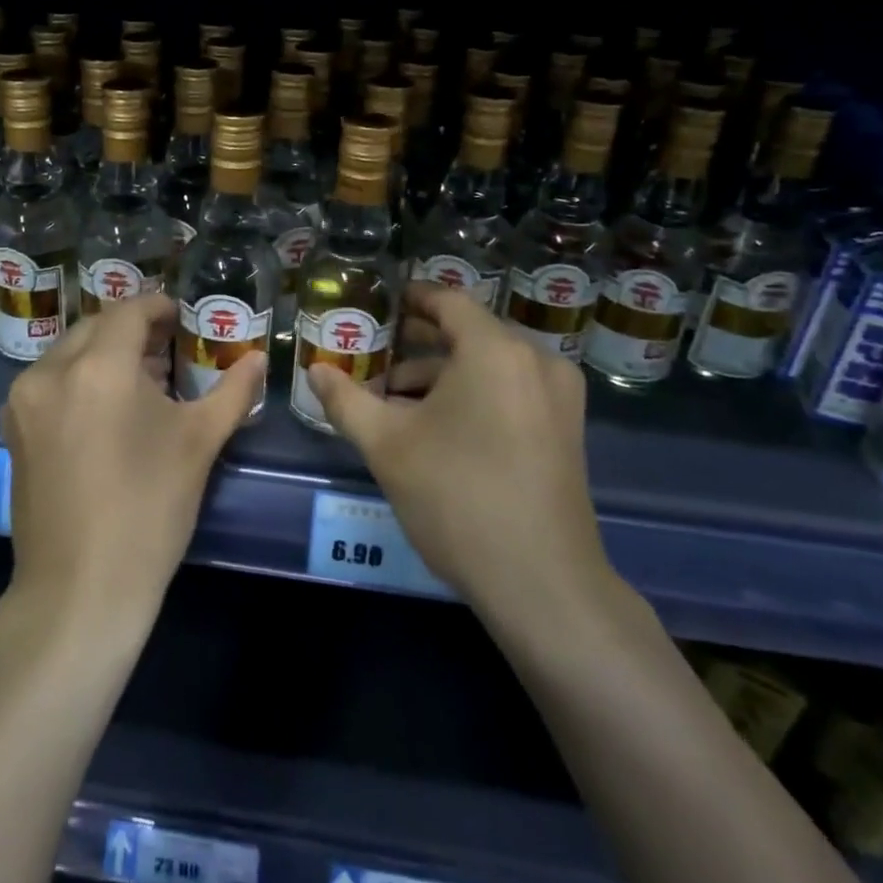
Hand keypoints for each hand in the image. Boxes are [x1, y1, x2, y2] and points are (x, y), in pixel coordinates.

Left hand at [1, 293, 264, 627]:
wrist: (81, 589)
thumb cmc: (149, 510)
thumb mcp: (199, 444)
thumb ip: (232, 391)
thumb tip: (258, 360)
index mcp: (97, 368)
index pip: (129, 311)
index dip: (160, 307)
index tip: (185, 318)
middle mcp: (51, 371)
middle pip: (96, 326)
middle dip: (134, 329)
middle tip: (170, 347)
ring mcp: (24, 400)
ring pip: (70, 352)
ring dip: (105, 352)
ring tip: (143, 379)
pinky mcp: (13, 428)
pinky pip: (50, 380)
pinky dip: (79, 377)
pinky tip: (107, 407)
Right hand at [304, 284, 612, 616]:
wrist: (541, 583)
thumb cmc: (457, 498)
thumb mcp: (387, 445)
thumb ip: (346, 400)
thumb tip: (315, 371)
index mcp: (495, 351)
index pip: (448, 301)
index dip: (411, 298)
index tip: (380, 304)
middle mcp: (536, 361)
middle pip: (468, 334)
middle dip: (418, 346)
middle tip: (374, 357)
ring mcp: (559, 397)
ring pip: (489, 367)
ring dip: (442, 376)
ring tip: (394, 403)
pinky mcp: (566, 430)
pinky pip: (511, 391)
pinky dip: (473, 396)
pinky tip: (436, 427)